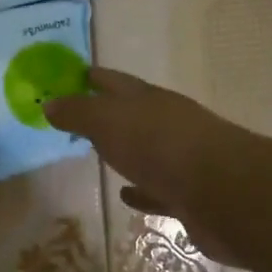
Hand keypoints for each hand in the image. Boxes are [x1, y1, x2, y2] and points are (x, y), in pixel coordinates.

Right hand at [45, 67, 252, 265]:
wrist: (222, 194)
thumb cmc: (160, 147)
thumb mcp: (108, 122)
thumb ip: (78, 113)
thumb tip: (49, 103)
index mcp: (149, 100)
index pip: (115, 81)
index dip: (94, 77)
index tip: (73, 75)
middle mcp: (168, 124)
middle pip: (133, 114)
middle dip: (108, 113)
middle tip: (78, 118)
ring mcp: (181, 160)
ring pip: (146, 151)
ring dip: (126, 152)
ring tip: (99, 155)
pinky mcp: (188, 196)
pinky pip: (157, 190)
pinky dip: (141, 191)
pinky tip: (126, 195)